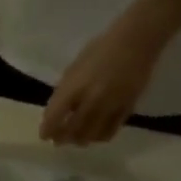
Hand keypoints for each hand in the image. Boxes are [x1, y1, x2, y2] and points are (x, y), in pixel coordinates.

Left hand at [40, 1, 176, 145]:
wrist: (136, 40)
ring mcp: (110, 105)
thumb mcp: (74, 67)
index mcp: (74, 87)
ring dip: (80, 140)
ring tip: (77, 139)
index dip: (47, 130)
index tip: (44, 136)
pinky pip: (110, 131)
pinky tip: (96, 134)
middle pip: (72, 130)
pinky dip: (100, 136)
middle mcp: (91, 99)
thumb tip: (56, 112)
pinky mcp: (126, 108)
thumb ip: (65, 91)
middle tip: (59, 141)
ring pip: (91, 135)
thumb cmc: (101, 49)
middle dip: (62, 138)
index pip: (54, 117)